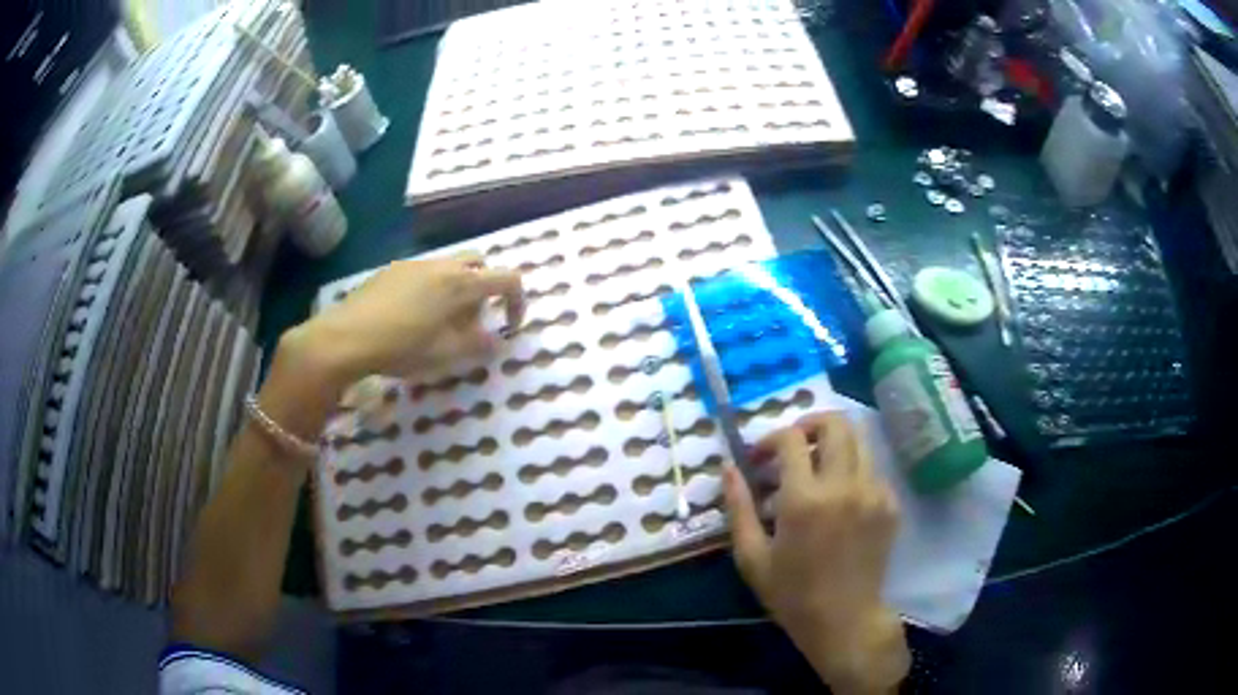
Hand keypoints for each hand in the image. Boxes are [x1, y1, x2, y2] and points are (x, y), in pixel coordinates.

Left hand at [294, 254, 524, 384]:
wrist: (346, 337)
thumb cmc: (402, 347)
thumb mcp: (446, 355)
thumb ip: (478, 345)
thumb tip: (497, 339)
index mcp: (462, 284)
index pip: (507, 279)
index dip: (518, 301)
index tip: (511, 326)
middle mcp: (442, 265)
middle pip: (479, 264)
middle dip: (485, 288)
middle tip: (473, 321)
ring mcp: (415, 264)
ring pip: (450, 267)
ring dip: (458, 288)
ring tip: (442, 322)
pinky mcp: (392, 270)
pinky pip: (424, 272)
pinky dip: (433, 288)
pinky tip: (412, 315)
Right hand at [723, 412, 908, 693]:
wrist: (845, 619)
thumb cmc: (792, 594)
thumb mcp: (752, 556)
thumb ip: (738, 507)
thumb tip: (729, 467)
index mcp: (805, 499)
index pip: (790, 438)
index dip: (769, 439)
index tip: (759, 458)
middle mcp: (844, 485)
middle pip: (835, 422)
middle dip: (809, 424)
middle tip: (794, 446)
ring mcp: (874, 492)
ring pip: (860, 438)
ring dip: (834, 443)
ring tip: (816, 467)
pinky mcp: (891, 503)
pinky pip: (871, 468)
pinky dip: (852, 469)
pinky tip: (839, 498)